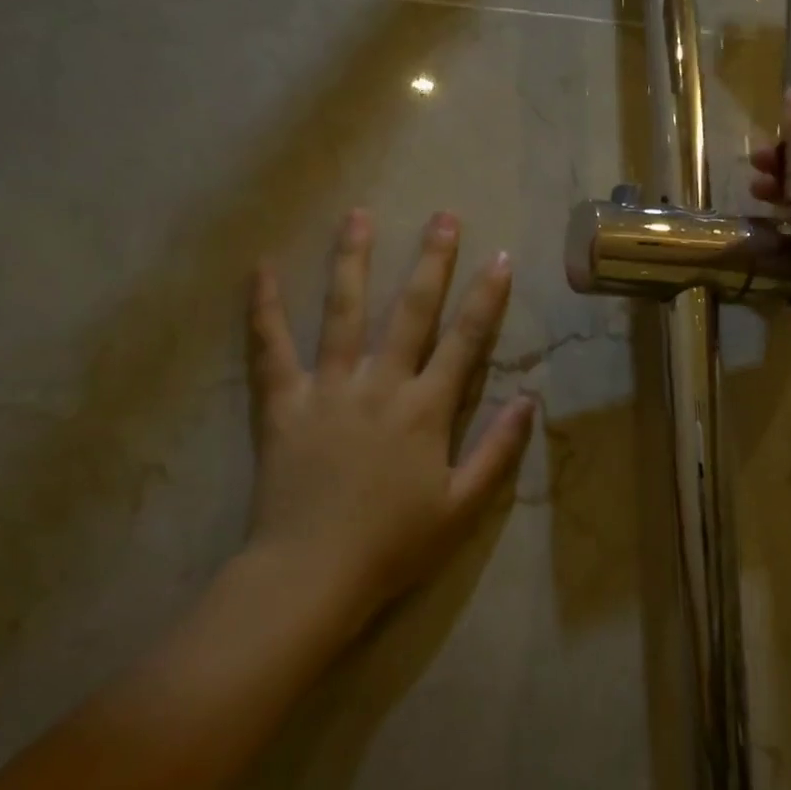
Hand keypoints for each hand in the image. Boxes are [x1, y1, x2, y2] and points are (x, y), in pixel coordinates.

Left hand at [242, 209, 534, 638]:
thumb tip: (528, 400)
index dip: (486, 298)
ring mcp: (328, 388)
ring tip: (359, 215)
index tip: (500, 257)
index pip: (464, 340)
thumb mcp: (463, 506)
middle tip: (444, 216)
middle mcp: (380, 384)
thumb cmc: (394, 544)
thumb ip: (498, 450)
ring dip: (353, 261)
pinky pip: (270, 348)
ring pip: (342, 312)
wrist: (311, 574)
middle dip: (431, 261)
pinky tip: (262, 268)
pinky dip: (264, 307)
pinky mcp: (283, 403)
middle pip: (410, 310)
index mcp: (425, 409)